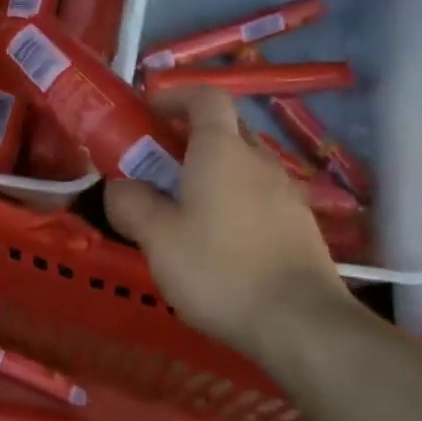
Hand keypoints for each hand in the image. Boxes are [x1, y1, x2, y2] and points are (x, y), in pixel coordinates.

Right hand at [105, 87, 347, 352]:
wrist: (300, 324)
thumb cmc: (219, 270)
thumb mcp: (157, 239)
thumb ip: (131, 204)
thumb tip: (120, 186)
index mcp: (222, 150)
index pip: (205, 96)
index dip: (175, 96)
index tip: (149, 113)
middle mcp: (259, 160)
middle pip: (225, 129)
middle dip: (189, 138)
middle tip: (158, 167)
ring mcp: (286, 192)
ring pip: (243, 165)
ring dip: (212, 172)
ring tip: (185, 210)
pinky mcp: (301, 224)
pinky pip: (260, 195)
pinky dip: (235, 200)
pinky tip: (221, 241)